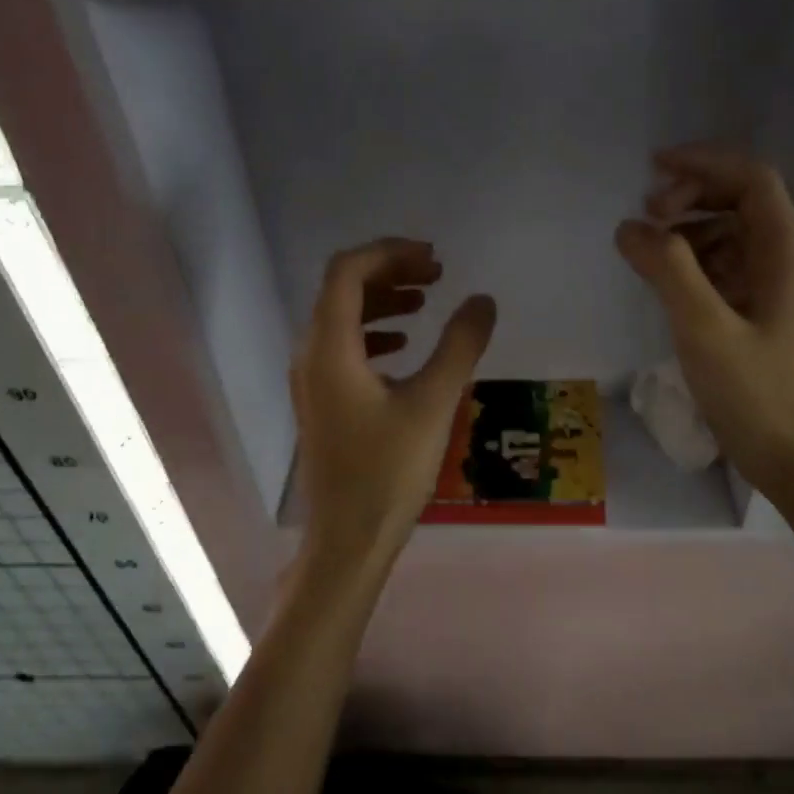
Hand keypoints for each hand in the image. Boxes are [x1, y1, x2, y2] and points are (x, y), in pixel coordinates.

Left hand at [292, 239, 496, 576]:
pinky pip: (344, 347)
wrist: (348, 540)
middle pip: (343, 289)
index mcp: (329, 347)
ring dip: (383, 300)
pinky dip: (375, 332)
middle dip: (390, 272)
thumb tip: (482, 300)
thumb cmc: (388, 472)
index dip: (389, 253)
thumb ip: (460, 346)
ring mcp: (312, 379)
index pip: (347, 271)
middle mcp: (310, 354)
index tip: (433, 258)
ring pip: (343, 318)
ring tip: (427, 300)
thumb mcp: (433, 403)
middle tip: (437, 274)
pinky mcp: (322, 400)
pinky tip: (405, 345)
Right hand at [616, 146, 793, 494]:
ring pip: (726, 231)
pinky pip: (720, 265)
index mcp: (784, 252)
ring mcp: (769, 285)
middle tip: (647, 214)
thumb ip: (667, 270)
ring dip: (686, 228)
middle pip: (739, 199)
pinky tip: (662, 280)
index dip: (704, 162)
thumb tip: (629, 226)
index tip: (654, 168)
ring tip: (647, 249)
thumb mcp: (704, 328)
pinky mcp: (753, 310)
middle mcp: (782, 258)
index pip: (752, 179)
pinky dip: (688, 260)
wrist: (788, 454)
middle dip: (691, 194)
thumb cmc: (753, 392)